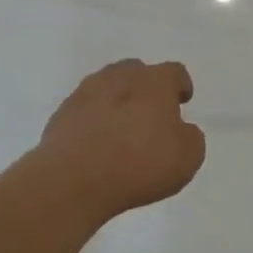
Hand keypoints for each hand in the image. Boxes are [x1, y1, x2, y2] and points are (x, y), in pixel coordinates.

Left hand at [34, 59, 205, 219]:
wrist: (74, 180)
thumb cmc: (140, 164)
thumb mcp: (188, 157)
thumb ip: (190, 137)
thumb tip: (182, 130)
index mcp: (154, 81)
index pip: (174, 72)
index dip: (180, 86)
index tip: (182, 101)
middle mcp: (120, 77)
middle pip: (137, 73)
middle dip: (146, 90)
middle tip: (151, 116)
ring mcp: (86, 92)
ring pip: (108, 88)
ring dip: (117, 102)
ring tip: (121, 130)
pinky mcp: (62, 114)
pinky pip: (85, 110)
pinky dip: (94, 121)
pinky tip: (97, 145)